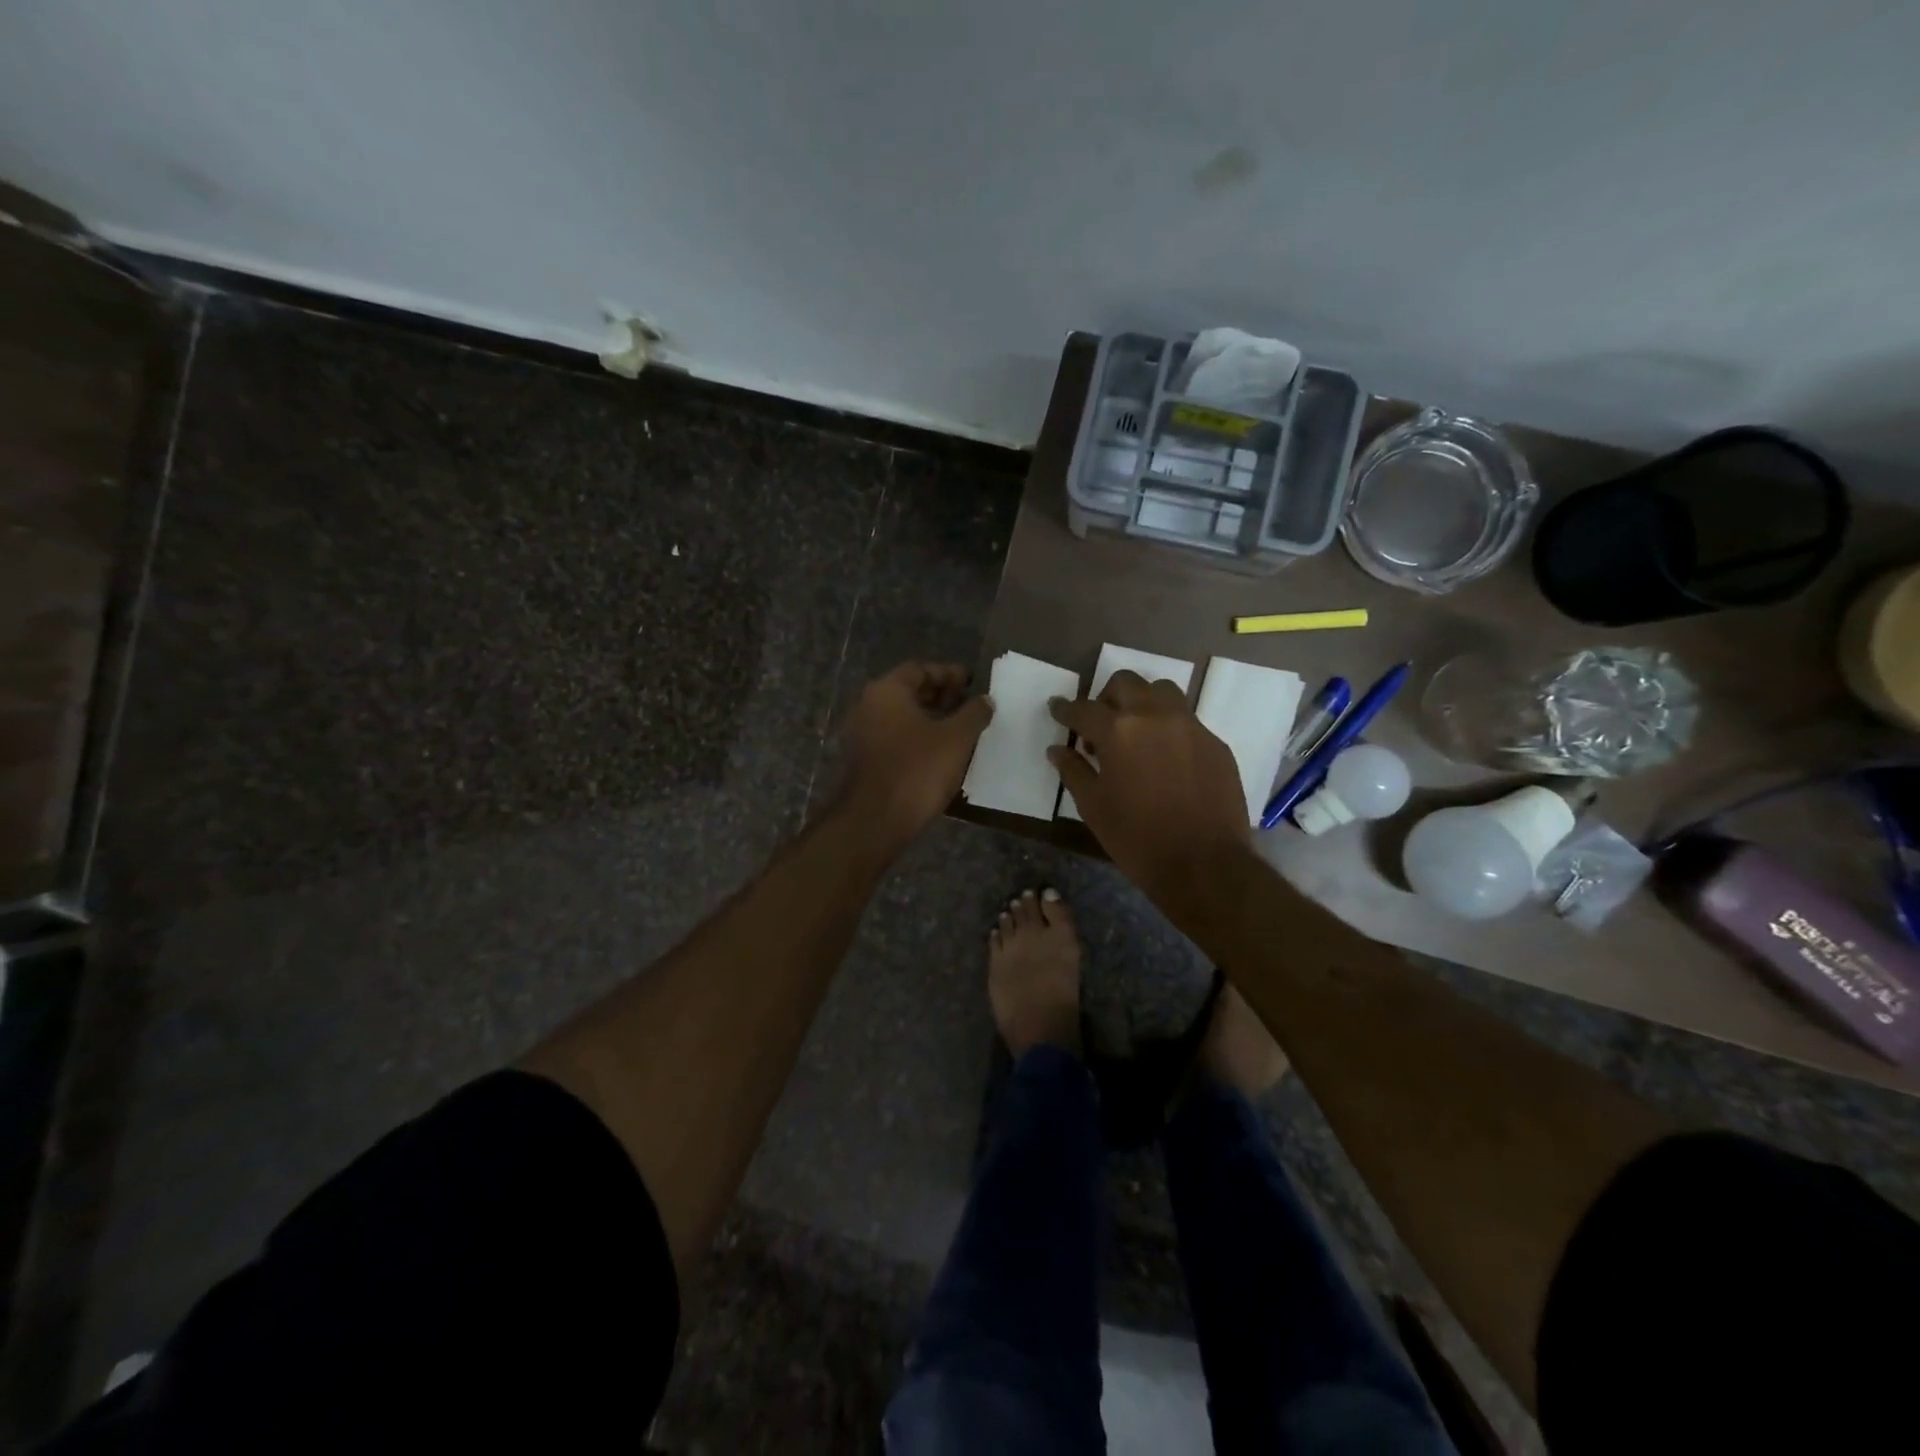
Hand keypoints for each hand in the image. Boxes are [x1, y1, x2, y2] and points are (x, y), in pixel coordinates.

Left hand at [840, 662, 992, 849]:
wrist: (876, 820)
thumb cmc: (918, 770)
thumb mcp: (956, 738)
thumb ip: (974, 713)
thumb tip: (985, 699)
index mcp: (887, 691)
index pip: (920, 668)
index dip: (949, 673)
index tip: (974, 683)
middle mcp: (869, 706)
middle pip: (910, 690)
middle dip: (942, 695)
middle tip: (971, 705)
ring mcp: (864, 734)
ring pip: (904, 716)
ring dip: (933, 718)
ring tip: (963, 729)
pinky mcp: (867, 759)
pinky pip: (897, 737)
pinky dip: (920, 737)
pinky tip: (944, 752)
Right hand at [1048, 670, 1250, 913]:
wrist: (1204, 864)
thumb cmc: (1137, 838)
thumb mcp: (1094, 807)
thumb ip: (1073, 771)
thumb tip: (1057, 750)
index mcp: (1118, 731)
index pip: (1083, 708)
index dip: (1065, 709)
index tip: (1056, 709)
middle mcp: (1155, 716)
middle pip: (1125, 684)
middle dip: (1105, 698)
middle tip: (1098, 726)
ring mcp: (1190, 726)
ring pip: (1161, 691)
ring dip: (1141, 702)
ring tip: (1135, 733)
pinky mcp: (1214, 742)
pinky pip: (1186, 720)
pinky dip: (1168, 728)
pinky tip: (1164, 758)